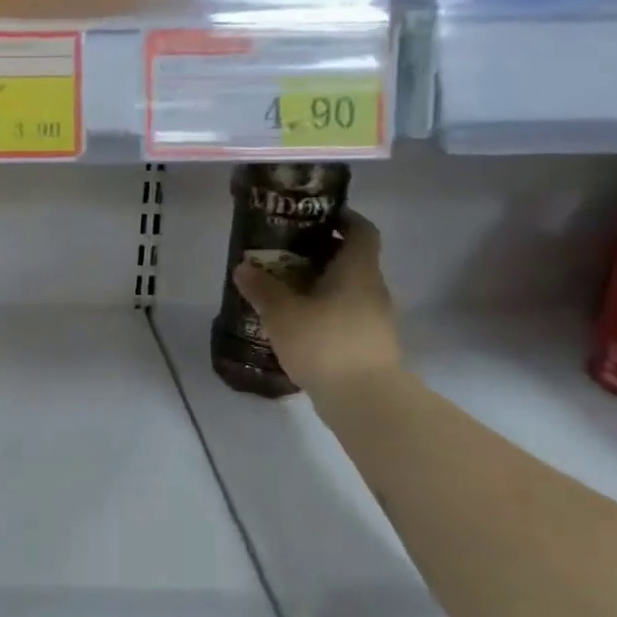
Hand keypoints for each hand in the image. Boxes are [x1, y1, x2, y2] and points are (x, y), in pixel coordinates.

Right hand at [232, 211, 400, 397]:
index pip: (361, 231)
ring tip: (282, 289)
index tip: (314, 217)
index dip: (343, 219)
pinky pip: (344, 315)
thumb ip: (262, 288)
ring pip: (346, 289)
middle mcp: (371, 288)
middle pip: (350, 260)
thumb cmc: (325, 342)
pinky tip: (295, 323)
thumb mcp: (282, 312)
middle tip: (283, 253)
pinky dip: (322, 311)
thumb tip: (243, 266)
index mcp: (357, 270)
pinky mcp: (368, 344)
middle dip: (319, 253)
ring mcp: (373, 318)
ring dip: (318, 285)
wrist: (365, 399)